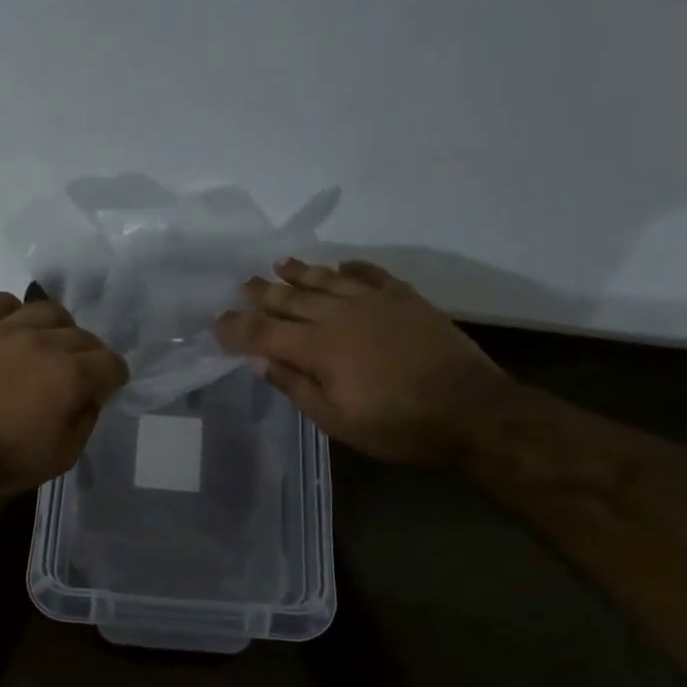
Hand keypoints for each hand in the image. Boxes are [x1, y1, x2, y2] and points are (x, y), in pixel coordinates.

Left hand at [0, 293, 128, 499]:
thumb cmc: (2, 461)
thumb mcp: (61, 457)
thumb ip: (85, 421)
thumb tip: (90, 397)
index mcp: (71, 375)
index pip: (111, 362)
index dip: (113, 378)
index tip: (105, 390)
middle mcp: (45, 342)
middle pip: (83, 335)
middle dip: (89, 356)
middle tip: (76, 376)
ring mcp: (6, 329)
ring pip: (47, 310)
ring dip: (57, 328)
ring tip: (47, 347)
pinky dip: (12, 311)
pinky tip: (10, 330)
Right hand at [214, 257, 510, 464]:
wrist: (469, 409)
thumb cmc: (396, 424)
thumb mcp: (336, 419)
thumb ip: (294, 384)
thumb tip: (257, 358)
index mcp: (317, 347)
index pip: (264, 332)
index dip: (237, 327)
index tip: (216, 322)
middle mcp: (339, 314)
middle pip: (290, 298)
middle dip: (263, 292)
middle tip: (243, 284)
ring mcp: (373, 301)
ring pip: (326, 279)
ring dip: (300, 271)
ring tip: (280, 263)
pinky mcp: (404, 298)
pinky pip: (370, 274)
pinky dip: (351, 267)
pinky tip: (341, 264)